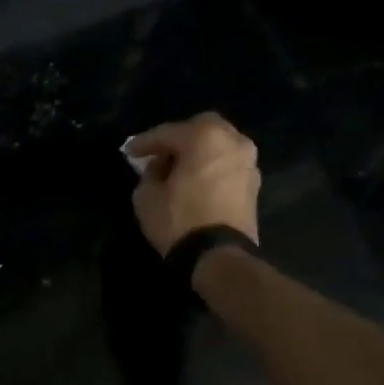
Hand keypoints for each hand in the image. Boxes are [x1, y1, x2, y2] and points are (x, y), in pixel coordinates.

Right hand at [124, 112, 261, 255]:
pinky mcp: (254, 183)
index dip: (145, 142)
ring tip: (178, 169)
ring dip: (198, 152)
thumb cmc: (179, 222)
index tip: (129, 151)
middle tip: (159, 155)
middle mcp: (232, 141)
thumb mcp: (146, 197)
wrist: (218, 256)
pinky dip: (211, 166)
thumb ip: (149, 173)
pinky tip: (196, 180)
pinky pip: (227, 164)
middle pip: (200, 128)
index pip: (168, 132)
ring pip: (218, 144)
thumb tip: (160, 168)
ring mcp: (248, 161)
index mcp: (204, 137)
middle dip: (178, 138)